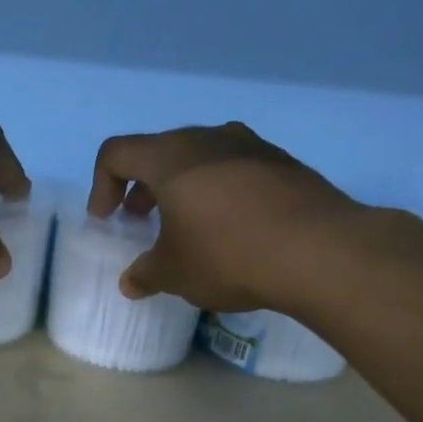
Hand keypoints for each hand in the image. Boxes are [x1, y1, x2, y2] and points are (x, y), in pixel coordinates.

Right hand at [87, 122, 365, 311]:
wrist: (320, 251)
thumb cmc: (228, 255)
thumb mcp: (174, 273)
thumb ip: (146, 273)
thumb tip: (131, 282)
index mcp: (170, 157)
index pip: (116, 153)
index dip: (102, 185)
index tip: (108, 219)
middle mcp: (209, 139)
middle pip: (160, 151)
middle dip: (142, 186)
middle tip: (142, 220)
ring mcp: (252, 146)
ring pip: (201, 157)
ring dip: (183, 187)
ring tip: (188, 225)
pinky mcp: (284, 163)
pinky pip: (236, 169)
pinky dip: (220, 191)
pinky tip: (233, 228)